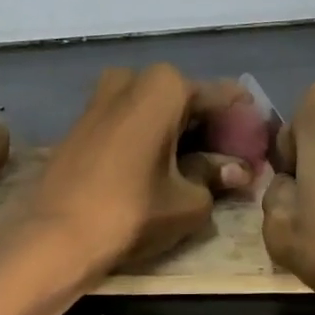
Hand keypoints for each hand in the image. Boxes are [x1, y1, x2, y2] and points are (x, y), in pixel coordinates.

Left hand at [26, 65, 256, 281]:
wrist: (53, 235)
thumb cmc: (130, 211)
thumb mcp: (189, 200)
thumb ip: (218, 177)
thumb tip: (240, 171)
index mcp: (166, 86)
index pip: (221, 98)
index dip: (244, 124)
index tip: (261, 145)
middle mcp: (134, 78)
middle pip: (187, 100)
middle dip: (211, 127)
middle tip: (233, 159)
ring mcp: (103, 96)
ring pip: (157, 108)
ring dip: (180, 130)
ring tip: (200, 165)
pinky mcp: (84, 120)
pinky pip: (131, 118)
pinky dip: (152, 135)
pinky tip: (163, 164)